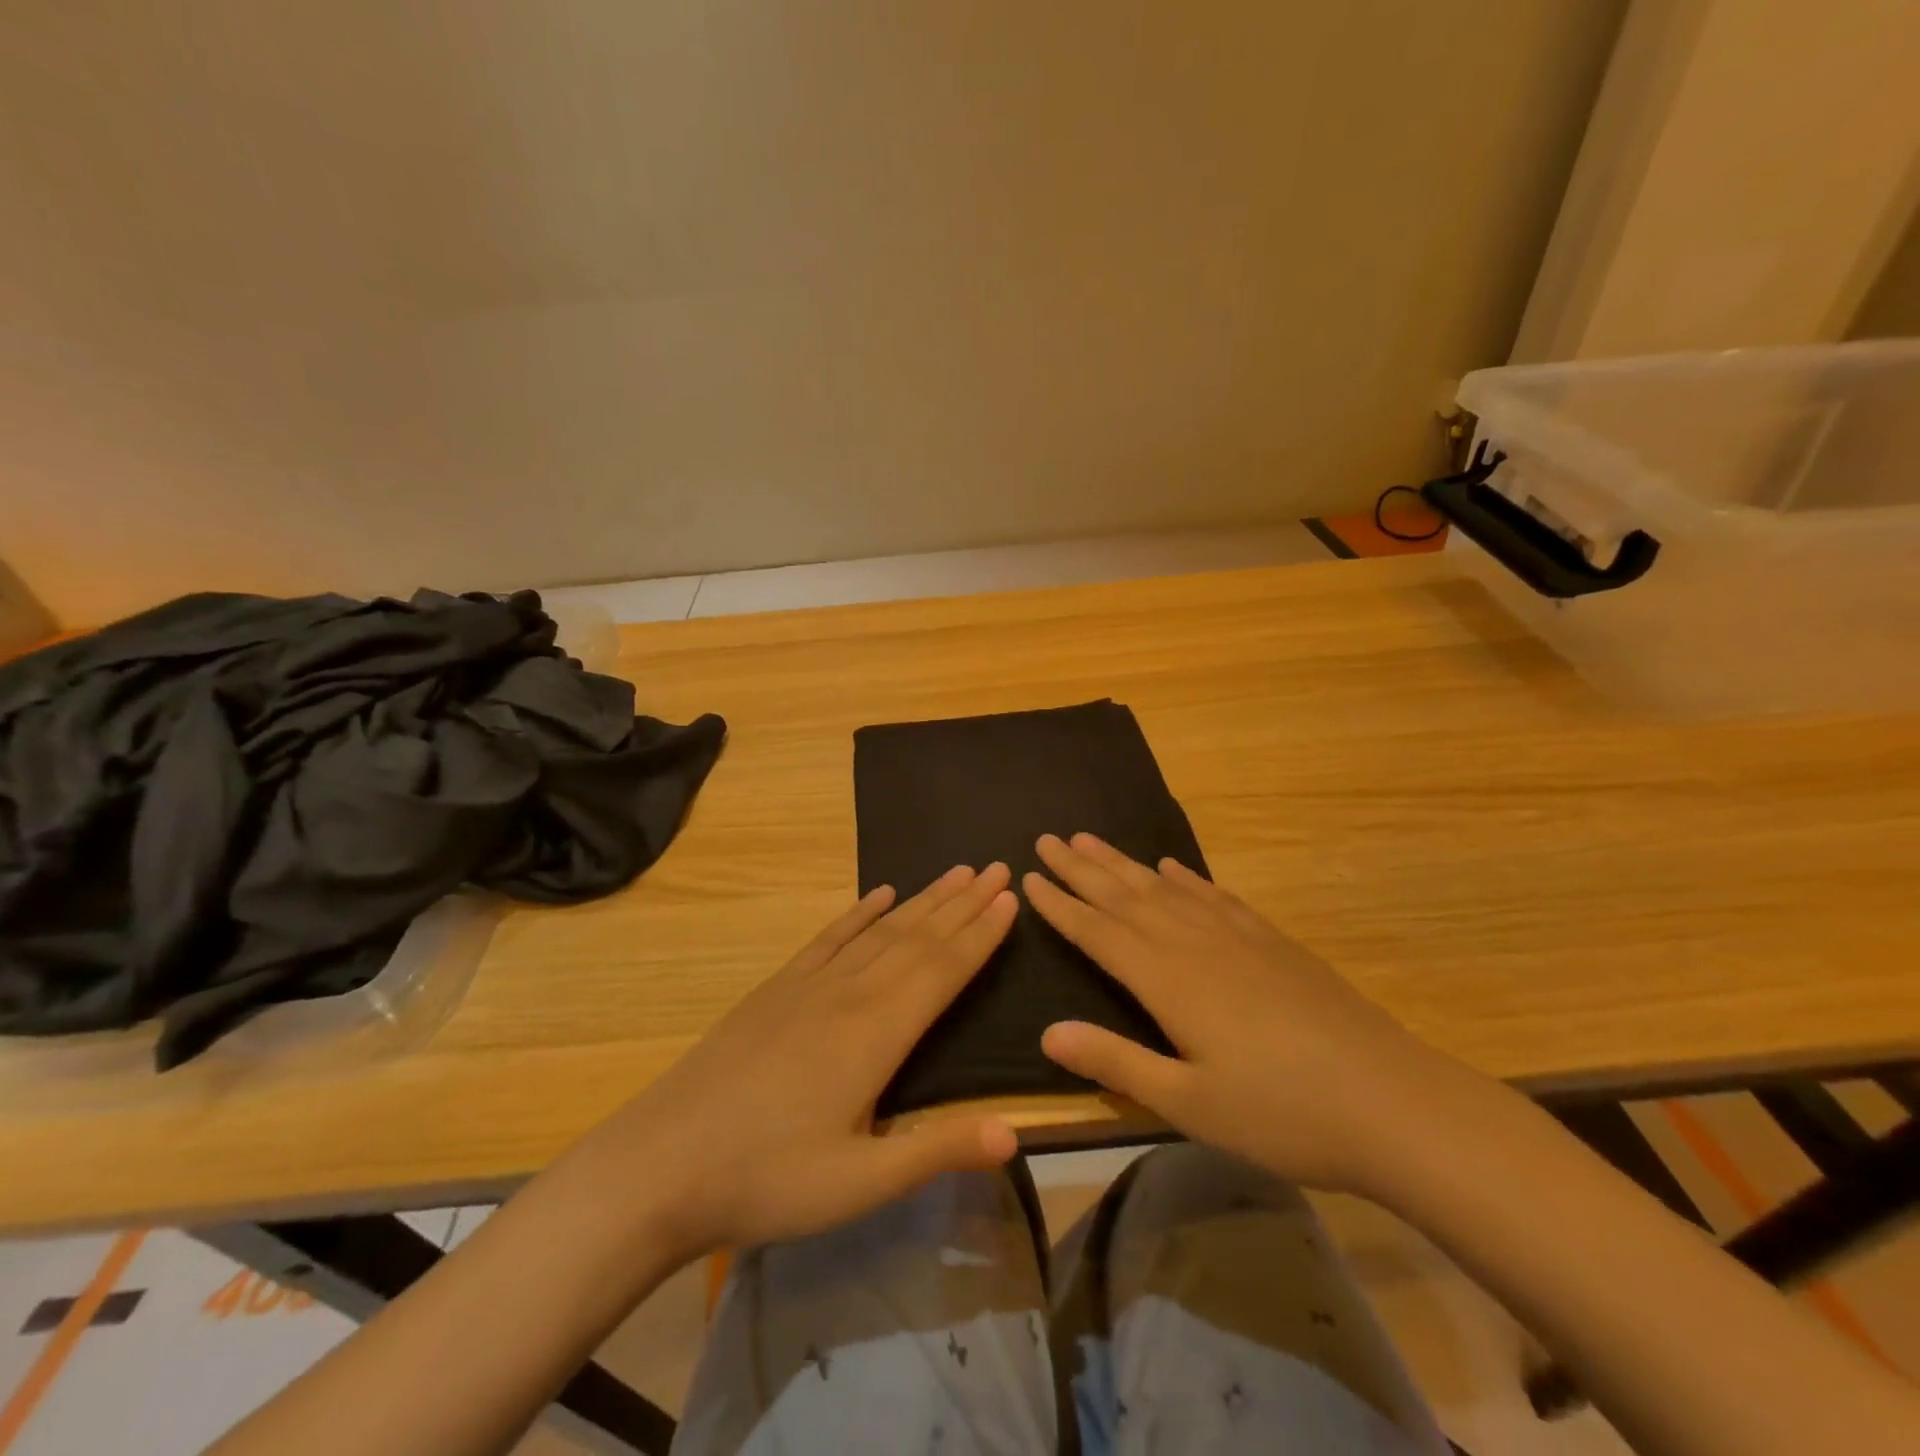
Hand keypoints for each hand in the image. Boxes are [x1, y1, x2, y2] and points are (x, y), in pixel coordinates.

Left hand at [582, 864, 1020, 1260]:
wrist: (659, 1165)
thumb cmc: (765, 1180)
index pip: (942, 970)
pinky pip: (829, 938)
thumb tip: (1016, 1132)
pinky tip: (878, 894)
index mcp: (876, 1034)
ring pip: (880, 930)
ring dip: (922, 901)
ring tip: (955, 874)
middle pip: (918, 938)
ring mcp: (808, 985)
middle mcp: (849, 994)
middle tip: (996, 867)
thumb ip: (937, 1150)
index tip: (1011, 896)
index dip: (981, 933)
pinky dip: (859, 913)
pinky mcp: (777, 989)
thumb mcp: (858, 1184)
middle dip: (962, 903)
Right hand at [1024, 833, 1474, 1195]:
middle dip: (1082, 868)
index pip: (1099, 932)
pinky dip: (1186, 878)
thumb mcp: (1189, 1104)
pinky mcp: (1272, 942)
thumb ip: (1116, 1063)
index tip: (1030, 877)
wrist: (1393, 1104)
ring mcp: (1238, 937)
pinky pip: (1215, 896)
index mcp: (1169, 980)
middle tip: (1048, 838)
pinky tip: (1173, 867)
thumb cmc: (1282, 1113)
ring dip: (1124, 863)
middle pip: (1126, 896)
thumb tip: (1047, 1033)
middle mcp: (1195, 944)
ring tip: (1092, 839)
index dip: (1061, 905)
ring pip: (1165, 888)